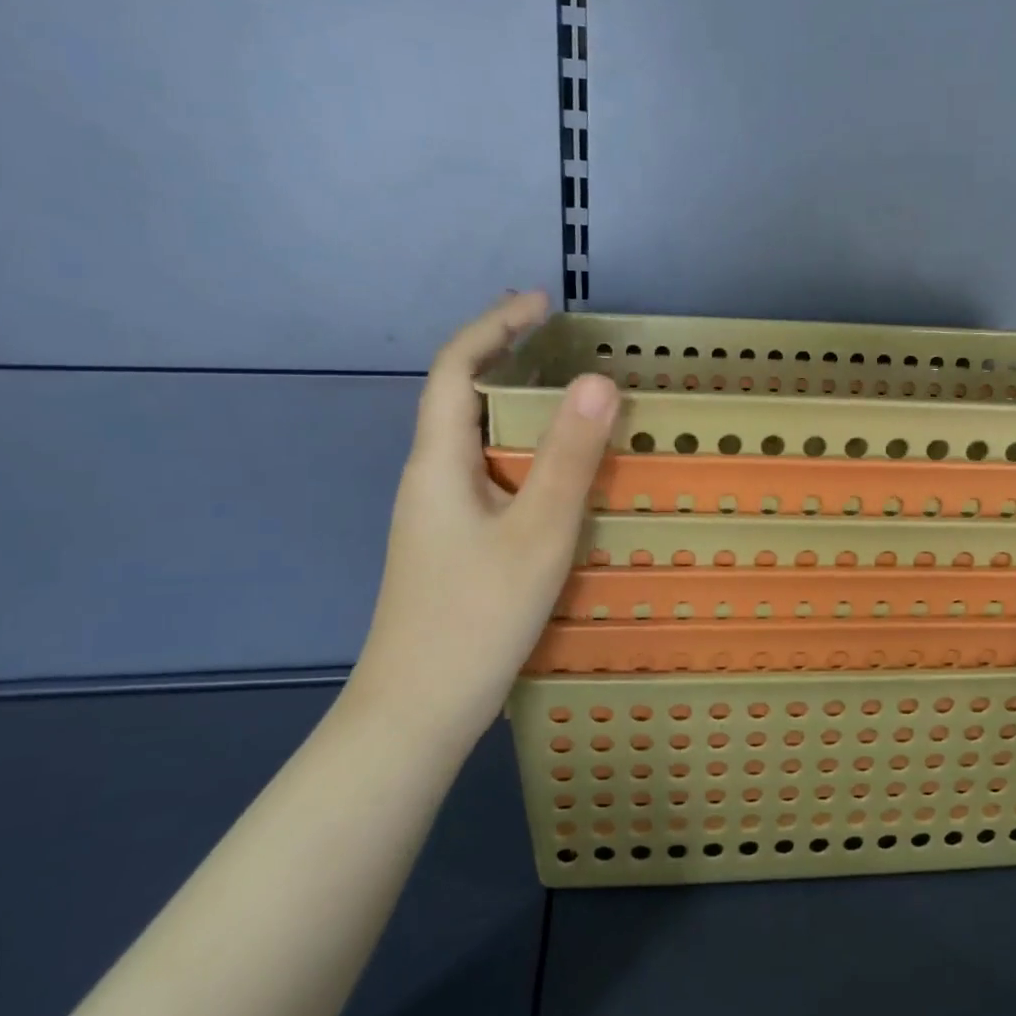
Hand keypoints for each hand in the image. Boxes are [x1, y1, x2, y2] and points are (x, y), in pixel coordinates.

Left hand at [348, 292, 617, 751]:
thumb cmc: (477, 617)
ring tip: (569, 397)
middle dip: (505, 356)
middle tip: (561, 341)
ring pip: (476, 439)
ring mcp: (439, 514)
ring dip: (516, 405)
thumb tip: (598, 380)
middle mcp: (431, 478)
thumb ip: (569, 457)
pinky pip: (489, 474)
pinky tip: (555, 474)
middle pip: (461, 397)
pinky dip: (523, 451)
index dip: (494, 327)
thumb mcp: (538, 533)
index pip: (456, 370)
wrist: (417, 712)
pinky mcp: (453, 543)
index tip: (542, 303)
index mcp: (440, 463)